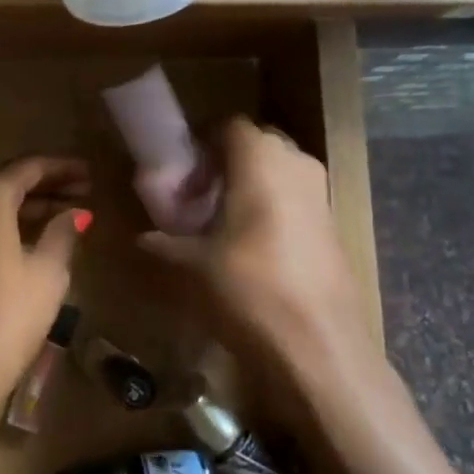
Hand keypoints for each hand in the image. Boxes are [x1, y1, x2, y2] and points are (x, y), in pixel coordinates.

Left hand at [0, 156, 90, 473]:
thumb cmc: (3, 319)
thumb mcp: (46, 275)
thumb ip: (63, 234)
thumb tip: (77, 213)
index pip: (29, 167)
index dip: (64, 168)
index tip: (92, 174)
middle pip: (6, 183)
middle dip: (46, 187)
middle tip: (84, 194)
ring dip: (27, 208)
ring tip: (67, 217)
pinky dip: (5, 226)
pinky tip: (33, 239)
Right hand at [139, 118, 377, 400]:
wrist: (319, 347)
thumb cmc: (248, 290)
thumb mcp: (189, 267)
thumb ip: (161, 244)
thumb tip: (140, 240)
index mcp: (261, 160)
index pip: (229, 125)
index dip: (202, 141)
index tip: (181, 169)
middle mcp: (297, 165)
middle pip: (257, 145)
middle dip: (227, 162)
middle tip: (198, 195)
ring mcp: (321, 195)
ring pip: (279, 172)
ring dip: (250, 186)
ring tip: (220, 222)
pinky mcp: (333, 227)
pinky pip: (296, 199)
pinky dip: (272, 209)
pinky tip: (250, 247)